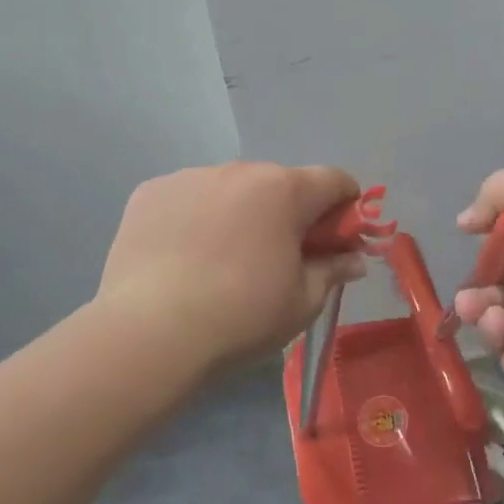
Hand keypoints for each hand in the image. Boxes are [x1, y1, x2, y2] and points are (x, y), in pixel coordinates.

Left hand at [97, 162, 368, 373]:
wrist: (149, 334)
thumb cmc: (241, 316)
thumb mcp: (303, 301)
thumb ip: (333, 270)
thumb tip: (355, 259)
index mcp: (285, 189)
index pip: (334, 180)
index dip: (345, 208)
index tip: (337, 241)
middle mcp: (240, 170)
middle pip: (281, 183)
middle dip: (290, 213)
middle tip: (279, 258)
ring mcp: (190, 176)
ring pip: (232, 189)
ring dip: (241, 212)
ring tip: (222, 261)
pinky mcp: (150, 192)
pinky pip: (189, 197)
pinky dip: (196, 218)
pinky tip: (184, 257)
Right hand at [452, 162, 503, 403]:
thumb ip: (501, 191)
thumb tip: (464, 222)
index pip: (502, 246)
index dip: (484, 253)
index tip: (474, 256)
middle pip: (494, 290)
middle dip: (476, 297)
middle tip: (473, 305)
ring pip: (501, 329)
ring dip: (491, 328)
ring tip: (501, 326)